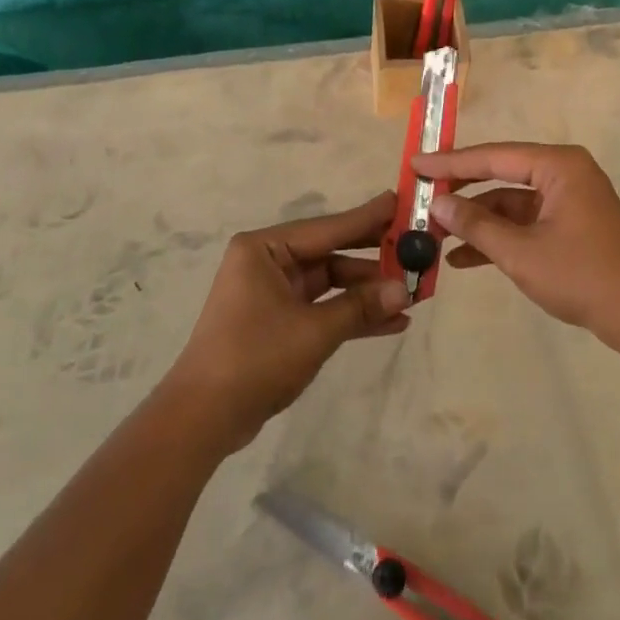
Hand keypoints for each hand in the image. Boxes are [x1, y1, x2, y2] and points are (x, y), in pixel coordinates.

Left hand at [162, 191, 410, 452]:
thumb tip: (405, 290)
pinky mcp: (279, 321)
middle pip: (331, 253)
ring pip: (331, 283)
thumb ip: (360, 306)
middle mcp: (268, 262)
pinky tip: (392, 322)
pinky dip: (352, 314)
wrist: (203, 417)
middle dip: (373, 258)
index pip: (328, 227)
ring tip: (413, 293)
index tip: (401, 202)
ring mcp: (273, 293)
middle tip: (416, 249)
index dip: (368, 219)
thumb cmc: (255, 358)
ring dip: (367, 292)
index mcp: (265, 249)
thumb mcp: (314, 330)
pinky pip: (323, 308)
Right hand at [413, 142, 619, 356]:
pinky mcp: (570, 227)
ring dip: (476, 221)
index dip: (450, 163)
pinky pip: (525, 223)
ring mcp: (568, 202)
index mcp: (557, 166)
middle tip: (419, 198)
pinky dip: (497, 238)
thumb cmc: (584, 275)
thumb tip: (437, 203)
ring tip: (433, 236)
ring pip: (510, 203)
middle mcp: (563, 174)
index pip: (492, 157)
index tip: (415, 163)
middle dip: (461, 192)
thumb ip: (476, 224)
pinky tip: (462, 259)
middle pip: (500, 176)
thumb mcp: (521, 252)